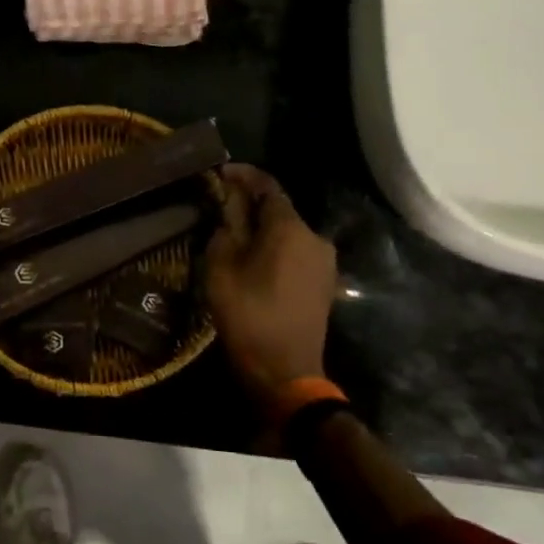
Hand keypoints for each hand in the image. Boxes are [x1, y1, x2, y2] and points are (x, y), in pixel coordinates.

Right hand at [205, 164, 336, 402]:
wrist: (285, 372)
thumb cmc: (247, 315)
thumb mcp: (222, 266)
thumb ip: (227, 226)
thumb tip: (229, 201)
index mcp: (291, 229)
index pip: (267, 186)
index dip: (242, 175)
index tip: (219, 172)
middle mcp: (315, 238)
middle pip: (279, 209)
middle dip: (250, 204)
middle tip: (218, 206)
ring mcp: (324, 262)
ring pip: (288, 232)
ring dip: (262, 228)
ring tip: (232, 234)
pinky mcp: (324, 283)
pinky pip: (295, 252)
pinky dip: (274, 247)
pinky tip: (253, 259)